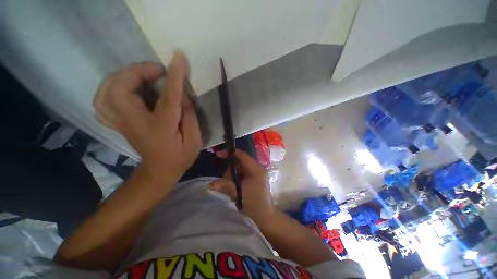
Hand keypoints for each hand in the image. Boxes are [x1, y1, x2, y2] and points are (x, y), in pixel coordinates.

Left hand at [93, 52, 201, 183]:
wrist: (160, 171)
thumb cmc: (181, 157)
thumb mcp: (194, 140)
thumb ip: (190, 116)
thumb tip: (183, 94)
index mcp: (160, 128)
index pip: (167, 97)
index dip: (174, 76)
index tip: (179, 58)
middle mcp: (135, 123)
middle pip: (121, 89)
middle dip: (137, 72)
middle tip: (158, 70)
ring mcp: (122, 124)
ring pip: (106, 92)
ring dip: (122, 77)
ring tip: (141, 75)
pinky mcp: (118, 124)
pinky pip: (102, 102)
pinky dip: (109, 89)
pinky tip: (123, 88)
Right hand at [209, 150, 275, 224]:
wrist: (265, 218)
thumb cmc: (254, 205)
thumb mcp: (239, 194)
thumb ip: (226, 186)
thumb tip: (211, 185)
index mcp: (255, 169)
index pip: (242, 155)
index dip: (230, 153)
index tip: (218, 154)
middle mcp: (256, 169)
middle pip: (239, 162)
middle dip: (230, 170)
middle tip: (226, 181)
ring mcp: (256, 174)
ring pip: (239, 169)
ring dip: (232, 177)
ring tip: (232, 189)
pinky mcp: (253, 179)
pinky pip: (241, 175)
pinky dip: (235, 179)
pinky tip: (235, 188)